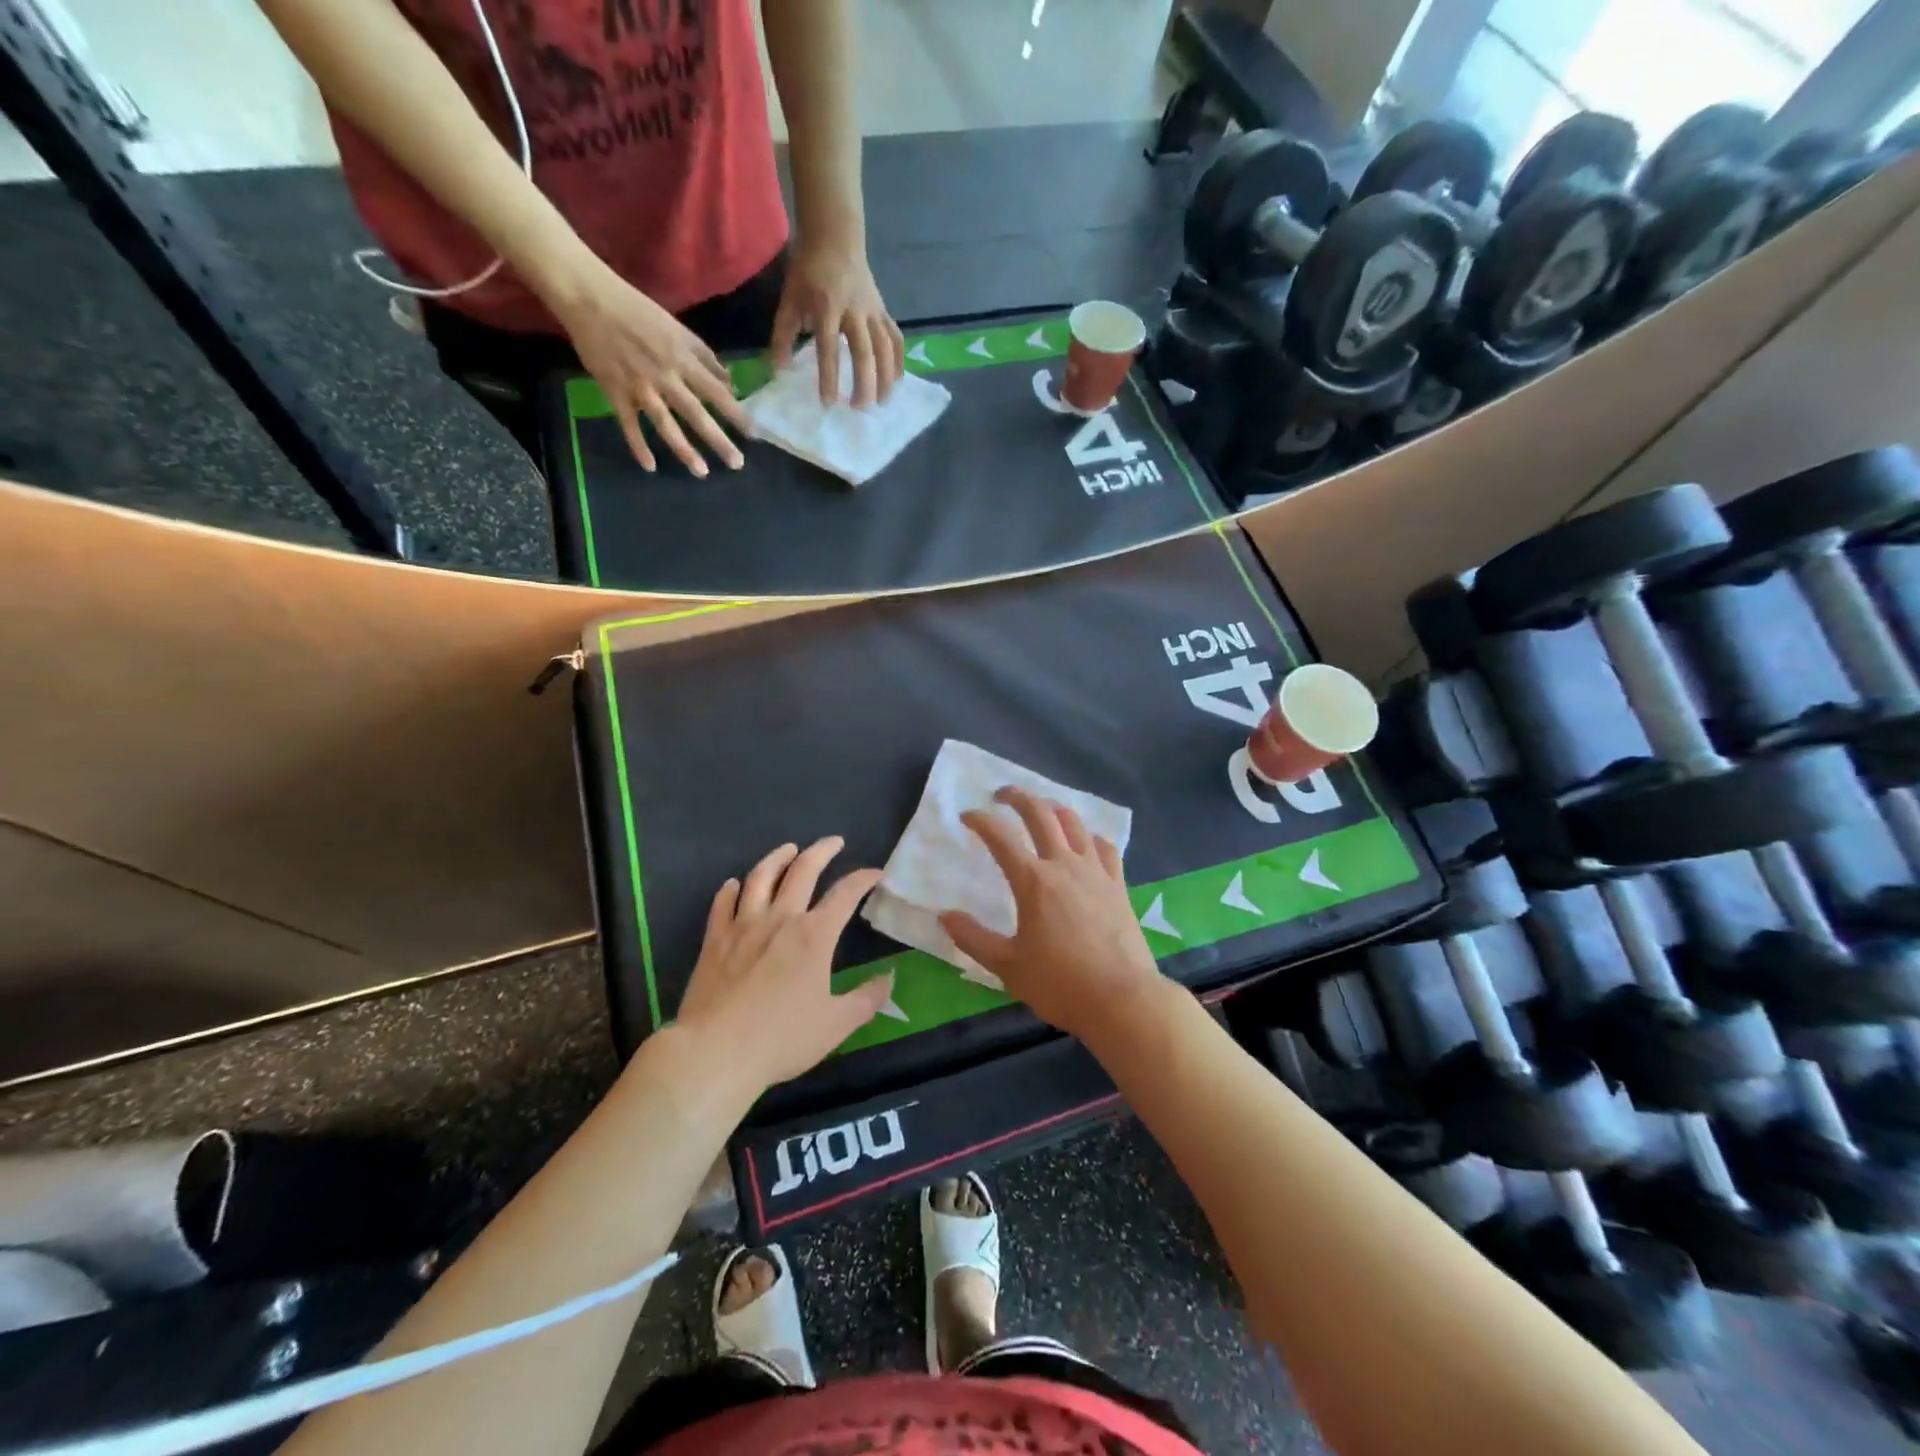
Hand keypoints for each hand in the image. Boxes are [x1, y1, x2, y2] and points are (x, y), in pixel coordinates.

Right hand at [548, 260, 750, 476]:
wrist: (589, 297)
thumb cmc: (637, 310)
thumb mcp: (678, 328)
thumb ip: (704, 356)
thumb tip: (729, 382)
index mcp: (681, 358)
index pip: (716, 391)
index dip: (735, 413)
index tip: (752, 434)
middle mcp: (665, 376)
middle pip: (696, 414)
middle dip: (718, 440)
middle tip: (736, 463)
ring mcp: (639, 387)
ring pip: (666, 425)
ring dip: (685, 450)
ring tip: (702, 472)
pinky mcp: (615, 392)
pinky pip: (629, 425)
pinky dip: (638, 446)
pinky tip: (650, 467)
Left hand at [675, 837, 893, 1092]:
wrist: (715, 1052)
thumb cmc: (781, 1039)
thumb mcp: (836, 1024)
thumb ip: (867, 999)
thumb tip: (890, 979)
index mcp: (815, 935)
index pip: (845, 894)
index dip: (863, 878)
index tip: (875, 873)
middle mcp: (781, 919)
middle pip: (803, 870)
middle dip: (822, 850)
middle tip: (834, 842)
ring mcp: (743, 925)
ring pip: (761, 877)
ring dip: (778, 857)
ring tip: (788, 849)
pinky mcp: (715, 939)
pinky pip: (723, 903)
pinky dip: (731, 889)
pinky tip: (735, 884)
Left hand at [771, 241, 904, 406]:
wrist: (835, 238)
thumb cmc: (808, 272)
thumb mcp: (789, 300)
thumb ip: (783, 335)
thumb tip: (779, 369)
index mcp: (827, 308)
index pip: (828, 347)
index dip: (829, 376)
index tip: (828, 402)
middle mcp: (854, 311)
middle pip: (864, 352)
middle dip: (863, 382)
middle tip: (858, 408)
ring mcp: (873, 311)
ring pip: (885, 349)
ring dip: (885, 378)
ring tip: (881, 402)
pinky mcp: (884, 311)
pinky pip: (895, 339)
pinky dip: (898, 361)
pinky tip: (896, 382)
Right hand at [940, 787, 1164, 1045]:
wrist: (1122, 999)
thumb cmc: (1060, 983)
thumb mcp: (1007, 966)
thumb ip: (973, 938)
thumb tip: (944, 916)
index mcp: (1033, 881)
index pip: (1001, 836)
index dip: (981, 820)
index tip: (967, 816)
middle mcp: (1064, 865)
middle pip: (1040, 814)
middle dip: (1018, 797)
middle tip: (1001, 795)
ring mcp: (1095, 872)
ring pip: (1074, 823)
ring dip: (1053, 809)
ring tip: (1040, 810)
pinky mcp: (1118, 884)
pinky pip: (1104, 846)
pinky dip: (1089, 835)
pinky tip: (1084, 842)